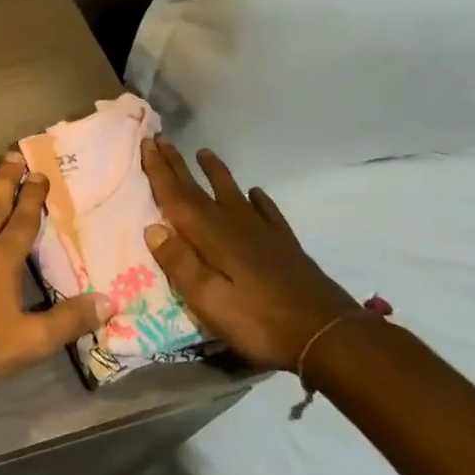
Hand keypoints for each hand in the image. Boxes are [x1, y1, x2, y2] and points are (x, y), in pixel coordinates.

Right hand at [139, 138, 360, 370]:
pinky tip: (256, 193)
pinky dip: (258, 199)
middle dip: (178, 164)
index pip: (176, 196)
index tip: (146, 142)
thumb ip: (179, 263)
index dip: (159, 170)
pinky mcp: (285, 246)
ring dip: (215, 173)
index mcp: (211, 236)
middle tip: (161, 138)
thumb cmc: (259, 321)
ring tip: (205, 153)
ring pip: (233, 193)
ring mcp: (263, 233)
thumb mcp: (207, 300)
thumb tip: (152, 228)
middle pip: (200, 189)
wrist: (328, 335)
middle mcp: (235, 225)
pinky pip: (267, 212)